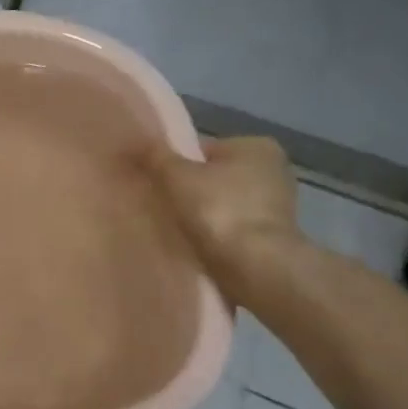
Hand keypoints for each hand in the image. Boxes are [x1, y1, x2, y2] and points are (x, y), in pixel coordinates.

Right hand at [140, 135, 302, 303]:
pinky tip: (192, 244)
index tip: (153, 182)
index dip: (173, 164)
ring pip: (220, 204)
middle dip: (186, 190)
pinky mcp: (271, 237)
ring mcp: (276, 206)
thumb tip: (131, 142)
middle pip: (212, 177)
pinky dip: (212, 234)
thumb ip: (154, 156)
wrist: (255, 267)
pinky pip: (230, 228)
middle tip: (156, 205)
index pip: (202, 150)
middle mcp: (274, 170)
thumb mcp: (175, 176)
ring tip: (170, 227)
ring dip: (199, 214)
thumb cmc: (218, 210)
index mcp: (256, 146)